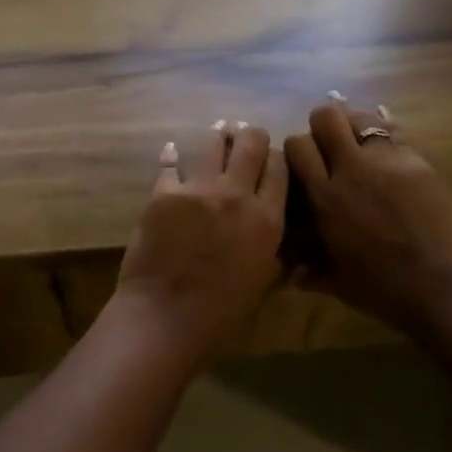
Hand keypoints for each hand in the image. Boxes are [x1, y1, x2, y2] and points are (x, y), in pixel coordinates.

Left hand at [110, 121, 288, 370]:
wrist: (165, 319)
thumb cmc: (220, 316)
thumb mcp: (261, 284)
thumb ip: (274, 255)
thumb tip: (287, 248)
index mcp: (267, 220)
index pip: (280, 168)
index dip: (277, 158)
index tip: (271, 159)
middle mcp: (237, 195)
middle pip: (252, 143)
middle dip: (252, 136)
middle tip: (247, 137)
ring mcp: (199, 189)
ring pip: (214, 144)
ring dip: (219, 137)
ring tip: (220, 132)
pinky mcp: (164, 193)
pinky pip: (170, 164)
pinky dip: (172, 156)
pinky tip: (172, 149)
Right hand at [284, 96, 451, 334]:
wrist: (448, 289)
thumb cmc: (386, 292)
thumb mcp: (338, 282)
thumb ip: (309, 269)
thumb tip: (289, 272)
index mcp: (326, 197)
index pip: (297, 145)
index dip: (298, 150)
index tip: (305, 164)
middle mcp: (352, 169)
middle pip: (327, 116)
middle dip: (324, 124)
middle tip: (331, 145)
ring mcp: (388, 160)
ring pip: (363, 118)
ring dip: (356, 127)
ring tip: (362, 148)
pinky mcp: (419, 162)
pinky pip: (396, 137)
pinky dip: (388, 143)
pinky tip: (391, 163)